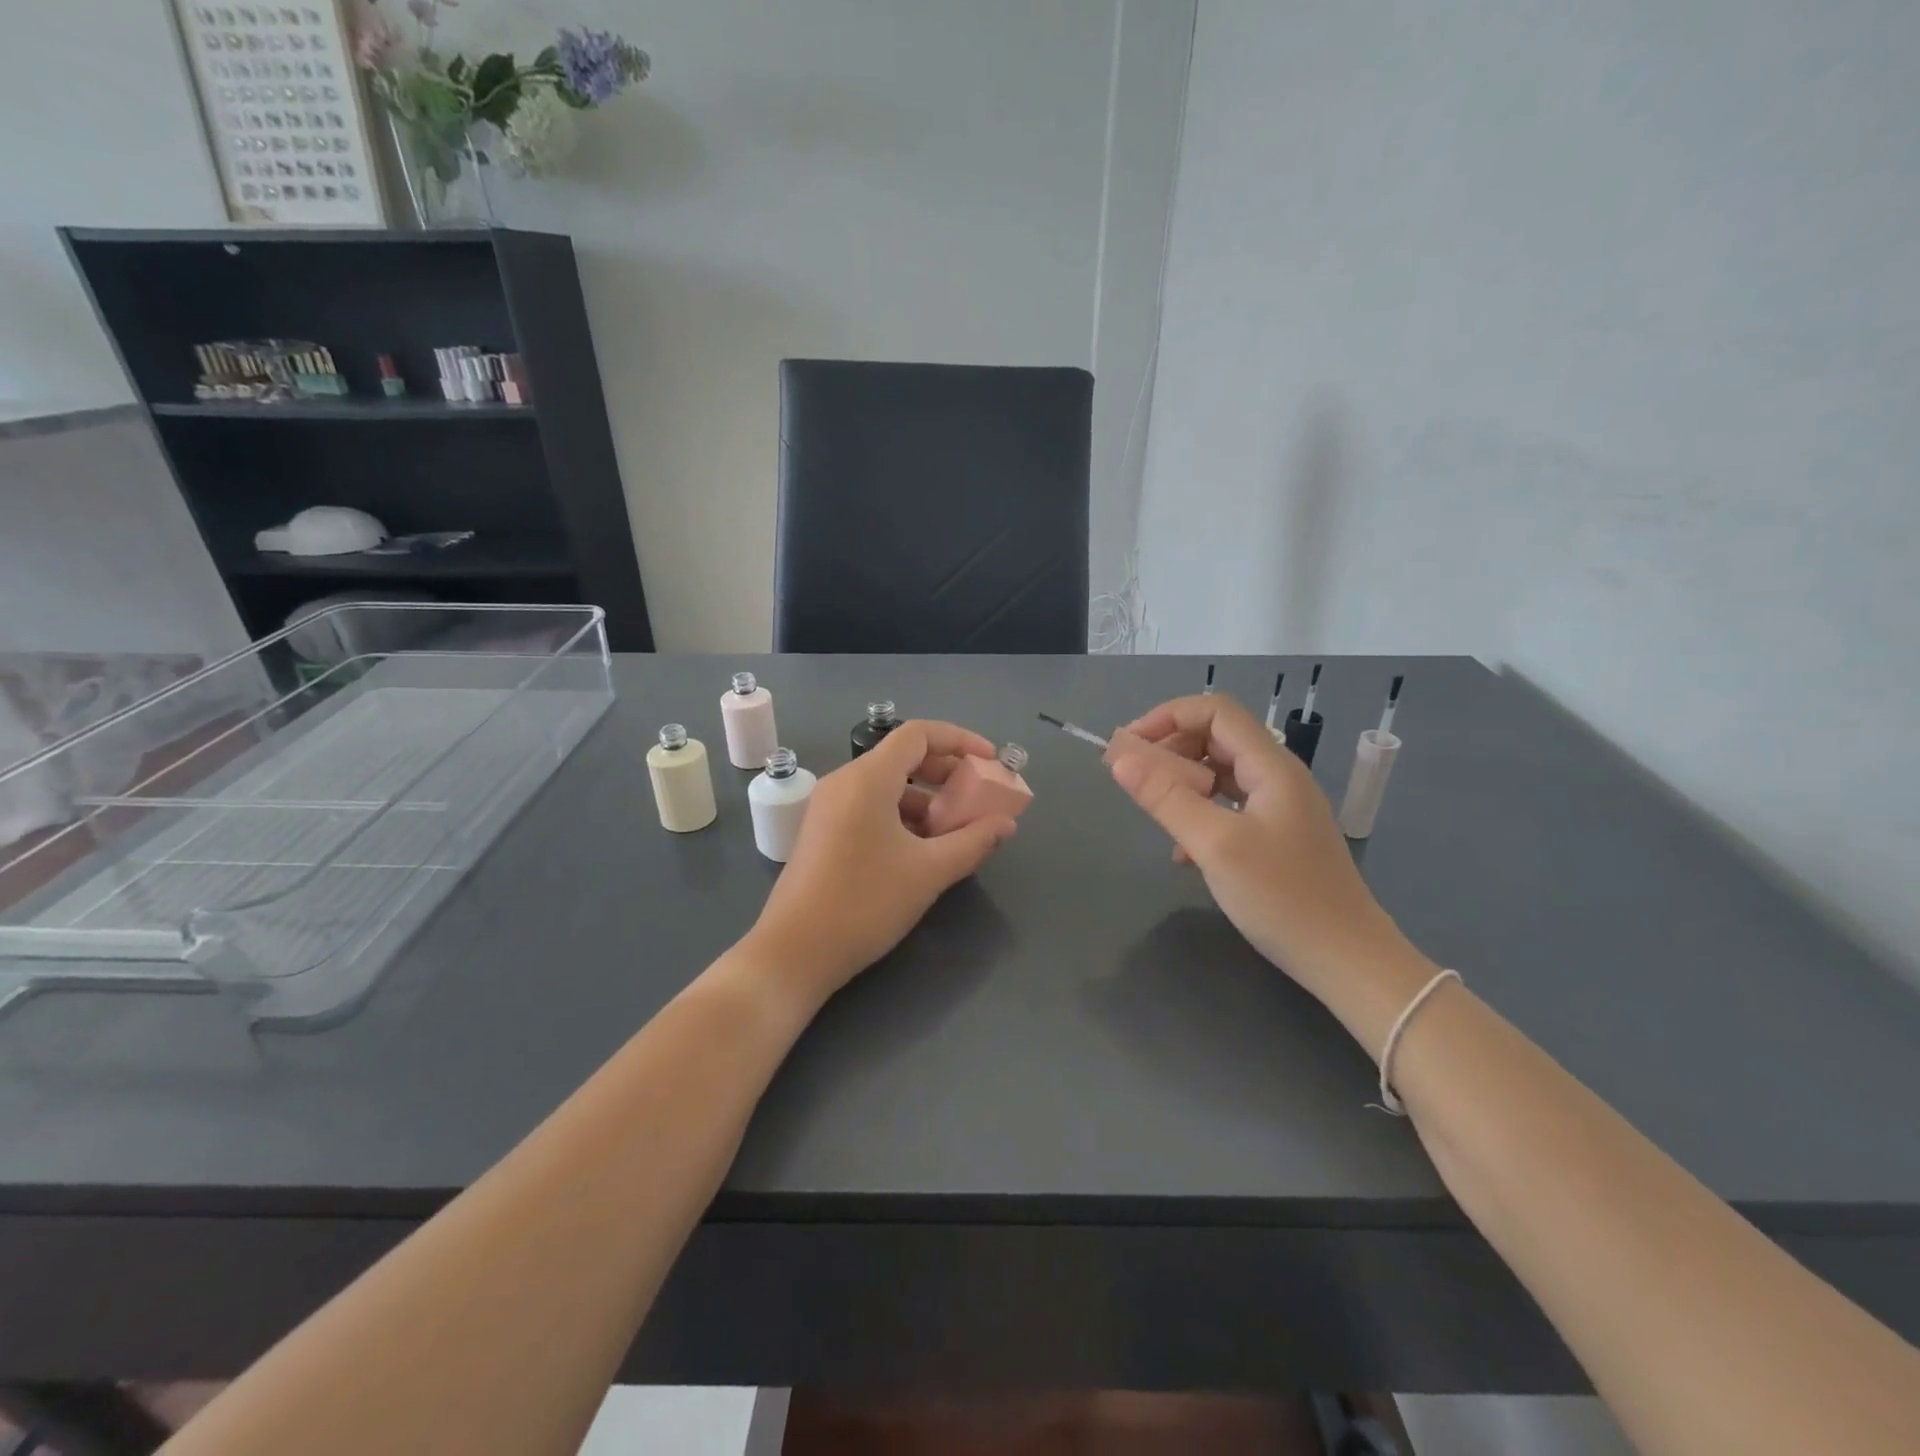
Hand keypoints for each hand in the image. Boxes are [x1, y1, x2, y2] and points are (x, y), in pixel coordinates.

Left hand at [750, 720, 1019, 1003]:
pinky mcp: (823, 832)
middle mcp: (845, 782)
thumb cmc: (865, 903)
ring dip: (926, 801)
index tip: (991, 761)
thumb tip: (1006, 824)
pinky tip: (922, 851)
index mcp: (868, 778)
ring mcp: (829, 807)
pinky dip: (902, 817)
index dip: (960, 740)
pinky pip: (870, 807)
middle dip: (946, 773)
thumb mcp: (929, 872)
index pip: (919, 734)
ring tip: (955, 834)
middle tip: (978, 797)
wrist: (794, 952)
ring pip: (888, 786)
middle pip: (903, 757)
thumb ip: (973, 842)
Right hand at [1107, 694, 1430, 1014]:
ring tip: (1154, 811)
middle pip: (1217, 738)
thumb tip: (1120, 759)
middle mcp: (1278, 777)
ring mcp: (1281, 808)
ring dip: (1182, 783)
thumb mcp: (1215, 845)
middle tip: (1133, 778)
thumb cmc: (1282, 897)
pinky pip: (1230, 806)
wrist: (1347, 961)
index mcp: (1271, 766)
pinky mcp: (1278, 836)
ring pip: (1221, 774)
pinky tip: (1182, 852)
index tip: (1128, 747)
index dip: (1168, 717)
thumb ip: (1166, 798)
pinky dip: (1200, 813)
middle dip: (1171, 749)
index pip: (1215, 711)